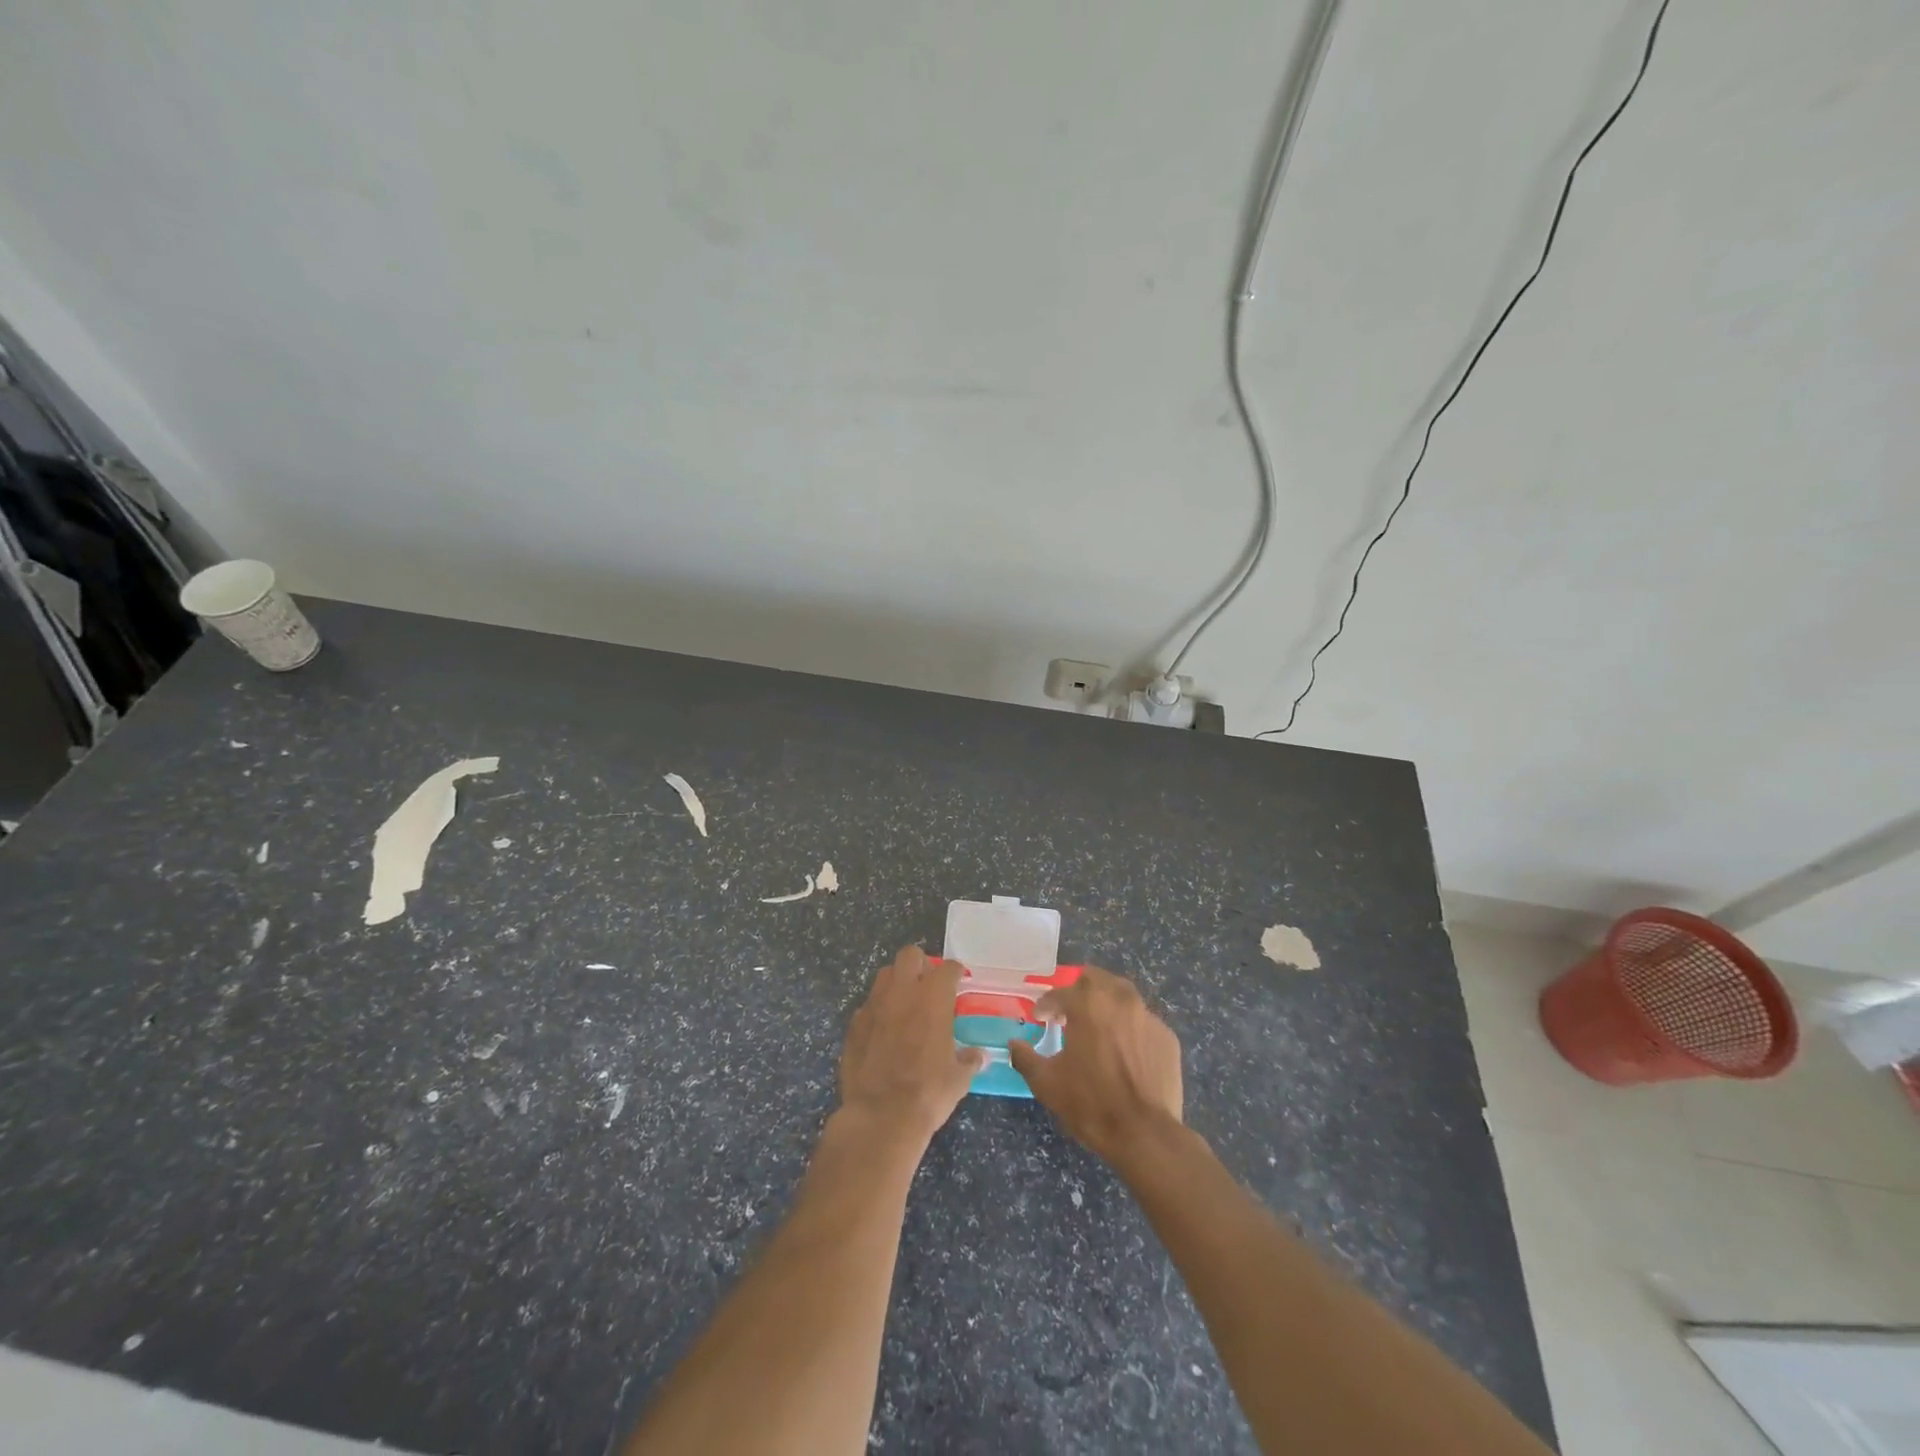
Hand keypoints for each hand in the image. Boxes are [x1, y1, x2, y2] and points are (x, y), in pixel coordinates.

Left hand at [837, 945, 984, 1151]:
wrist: (880, 1116)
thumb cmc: (928, 1092)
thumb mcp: (959, 1078)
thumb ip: (969, 1060)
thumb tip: (977, 1056)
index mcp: (933, 998)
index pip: (947, 968)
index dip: (955, 972)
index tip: (958, 981)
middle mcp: (902, 992)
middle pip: (910, 955)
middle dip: (921, 964)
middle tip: (928, 984)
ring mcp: (874, 1005)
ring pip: (885, 975)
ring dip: (897, 982)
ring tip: (905, 1003)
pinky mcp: (854, 1024)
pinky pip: (868, 1005)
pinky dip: (878, 1010)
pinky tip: (883, 1030)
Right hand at [1009, 965, 1183, 1166]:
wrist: (1145, 1134)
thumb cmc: (1091, 1103)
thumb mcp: (1047, 1083)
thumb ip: (1025, 1058)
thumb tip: (1013, 1045)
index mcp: (1088, 1004)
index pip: (1060, 993)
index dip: (1046, 1004)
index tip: (1040, 1016)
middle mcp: (1120, 999)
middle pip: (1096, 979)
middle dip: (1079, 991)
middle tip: (1070, 1012)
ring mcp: (1148, 1016)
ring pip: (1123, 995)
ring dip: (1107, 1003)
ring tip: (1099, 1026)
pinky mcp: (1167, 1037)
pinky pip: (1143, 1022)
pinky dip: (1130, 1028)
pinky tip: (1125, 1051)